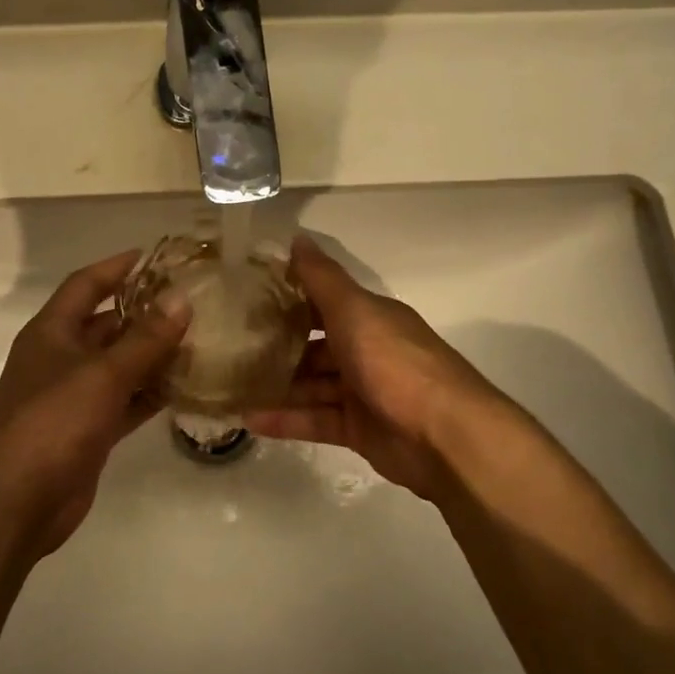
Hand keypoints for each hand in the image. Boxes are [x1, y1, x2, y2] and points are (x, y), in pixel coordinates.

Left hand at [0, 250, 189, 555]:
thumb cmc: (53, 422)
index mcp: (52, 332)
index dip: (117, 266)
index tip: (156, 256)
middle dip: (146, 313)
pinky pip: (126, 402)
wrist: (16, 501)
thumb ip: (145, 339)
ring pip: (121, 365)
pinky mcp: (89, 430)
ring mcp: (74, 396)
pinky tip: (187, 388)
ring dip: (154, 356)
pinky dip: (151, 394)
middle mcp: (61, 358)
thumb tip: (181, 300)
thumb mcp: (102, 374)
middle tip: (193, 304)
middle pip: (107, 324)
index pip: (86, 284)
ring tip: (201, 342)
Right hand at [245, 236, 504, 504]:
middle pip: (314, 346)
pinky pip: (316, 420)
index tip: (246, 296)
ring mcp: (363, 392)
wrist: (444, 436)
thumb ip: (322, 279)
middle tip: (230, 347)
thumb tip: (297, 237)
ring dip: (277, 386)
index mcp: (370, 318)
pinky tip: (250, 418)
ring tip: (232, 386)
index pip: (323, 302)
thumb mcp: (355, 312)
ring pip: (312, 385)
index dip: (289, 297)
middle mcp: (367, 351)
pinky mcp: (359, 430)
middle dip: (277, 347)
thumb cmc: (395, 364)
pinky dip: (286, 419)